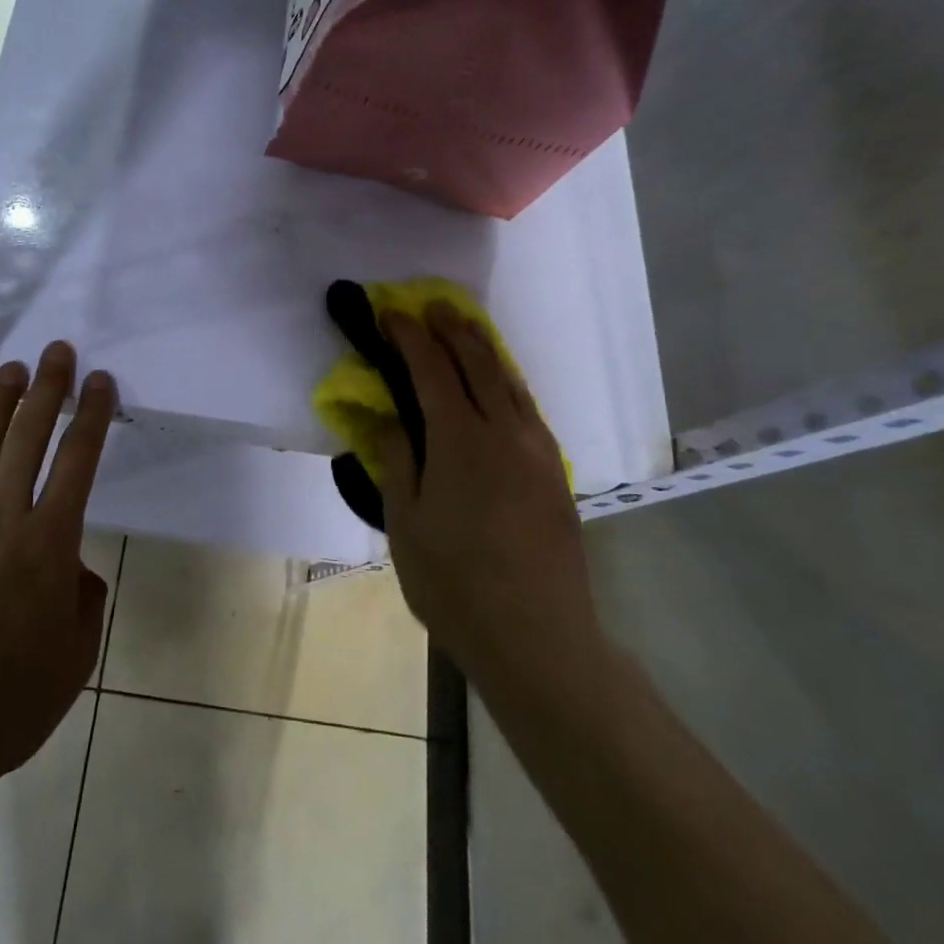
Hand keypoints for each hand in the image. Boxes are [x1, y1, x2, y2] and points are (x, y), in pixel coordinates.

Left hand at [0, 341, 115, 798]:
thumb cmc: (5, 707)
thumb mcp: (74, 660)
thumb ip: (83, 602)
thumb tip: (71, 570)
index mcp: (47, 544)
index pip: (78, 461)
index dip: (92, 415)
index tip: (100, 381)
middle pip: (28, 436)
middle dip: (46, 388)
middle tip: (55, 351)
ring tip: (10, 372)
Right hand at [373, 303, 608, 705]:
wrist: (538, 637)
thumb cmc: (455, 584)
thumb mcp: (405, 525)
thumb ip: (398, 461)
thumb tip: (387, 417)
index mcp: (461, 442)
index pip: (432, 371)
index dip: (409, 338)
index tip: (390, 315)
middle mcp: (505, 433)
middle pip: (478, 363)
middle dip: (450, 329)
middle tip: (428, 307)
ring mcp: (538, 451)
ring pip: (509, 381)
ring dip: (483, 347)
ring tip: (463, 327)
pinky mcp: (555, 472)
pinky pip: (527, 407)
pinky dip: (506, 380)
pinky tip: (498, 384)